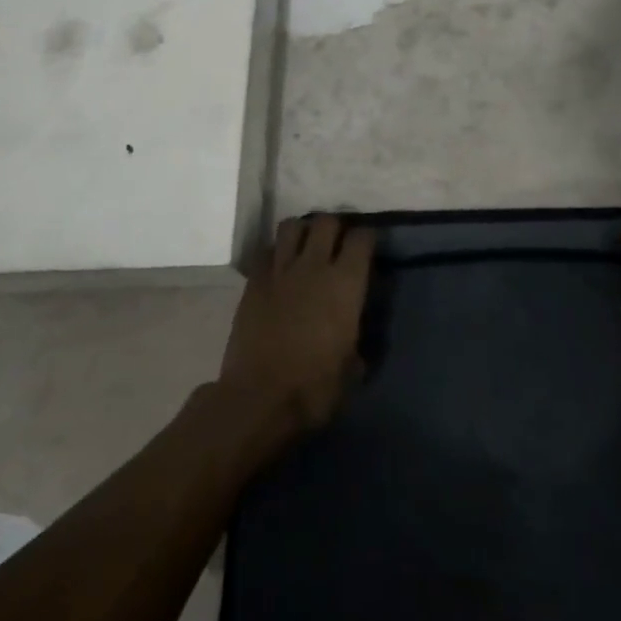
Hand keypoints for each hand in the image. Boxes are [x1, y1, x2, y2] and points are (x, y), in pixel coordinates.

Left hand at [218, 214, 373, 441]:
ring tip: (305, 247)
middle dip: (334, 227)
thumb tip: (356, 338)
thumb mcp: (352, 369)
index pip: (363, 237)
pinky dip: (275, 253)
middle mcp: (315, 266)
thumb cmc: (314, 388)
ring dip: (302, 232)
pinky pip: (266, 251)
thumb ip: (358, 340)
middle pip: (326, 221)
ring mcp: (281, 270)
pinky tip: (278, 268)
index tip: (367, 248)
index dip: (367, 238)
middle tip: (336, 243)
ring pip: (292, 226)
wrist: (259, 399)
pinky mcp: (254, 282)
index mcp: (346, 283)